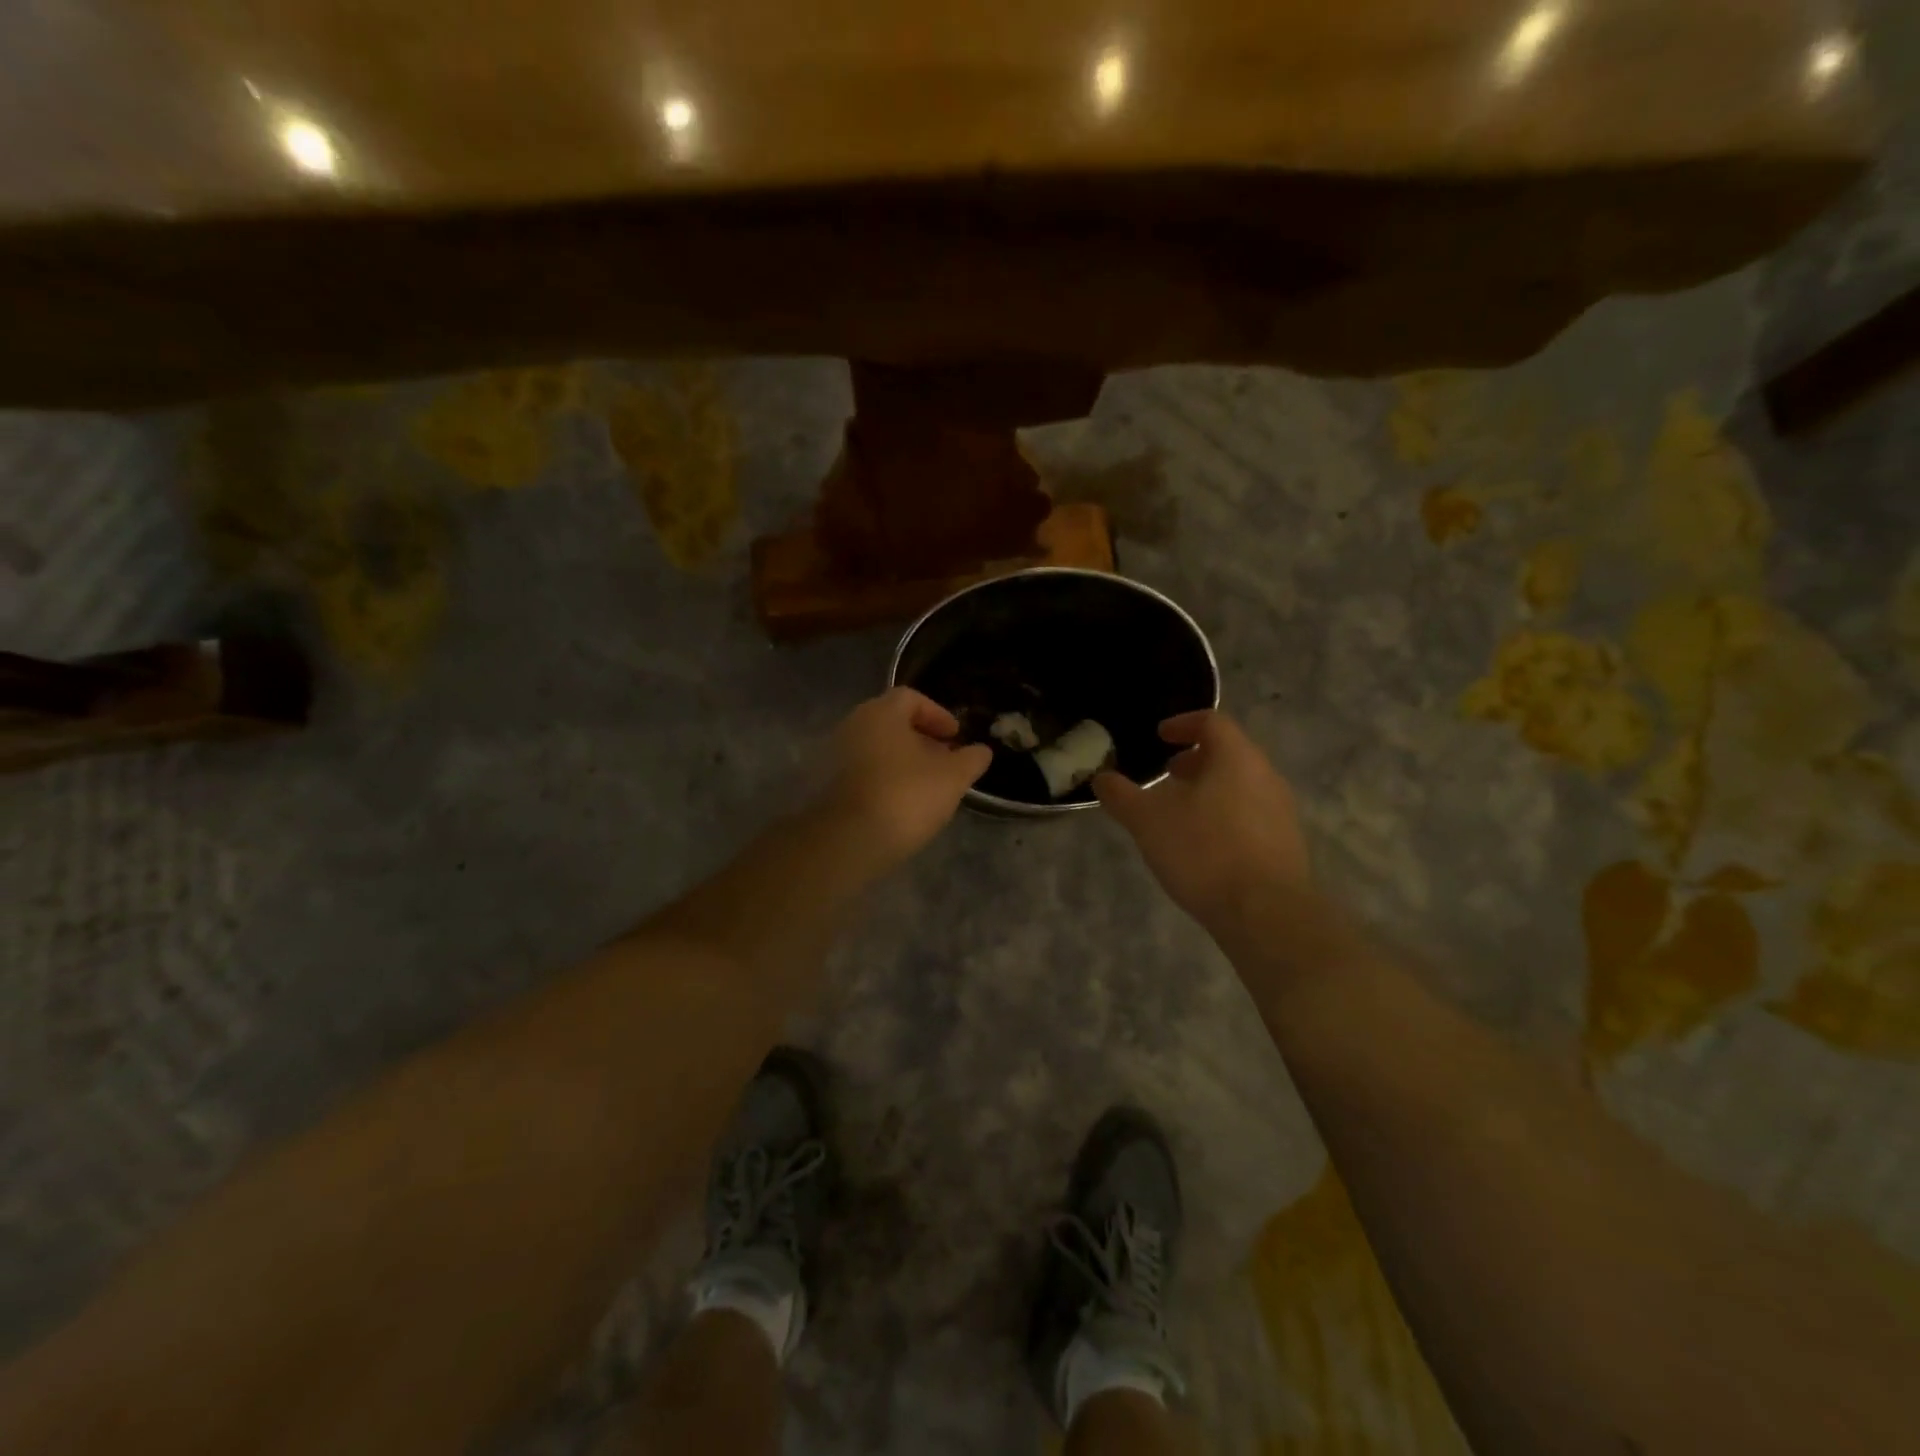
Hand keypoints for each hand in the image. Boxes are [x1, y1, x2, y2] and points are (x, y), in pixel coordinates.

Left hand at [823, 687, 991, 866]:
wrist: (851, 840)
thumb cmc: (906, 795)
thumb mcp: (953, 777)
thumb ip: (971, 759)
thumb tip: (982, 750)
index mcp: (881, 712)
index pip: (911, 698)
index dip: (938, 714)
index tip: (956, 737)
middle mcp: (854, 725)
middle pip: (893, 722)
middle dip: (923, 738)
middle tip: (945, 759)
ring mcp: (837, 754)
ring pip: (878, 747)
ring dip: (904, 759)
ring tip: (928, 783)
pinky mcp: (830, 783)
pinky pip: (865, 769)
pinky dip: (886, 776)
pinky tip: (904, 800)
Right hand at [1094, 710, 1309, 927]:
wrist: (1266, 913)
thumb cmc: (1204, 852)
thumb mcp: (1147, 821)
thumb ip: (1121, 795)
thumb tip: (1101, 778)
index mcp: (1236, 758)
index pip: (1212, 722)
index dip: (1182, 724)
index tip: (1160, 736)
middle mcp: (1266, 776)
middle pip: (1230, 754)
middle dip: (1196, 760)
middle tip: (1168, 774)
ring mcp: (1281, 812)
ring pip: (1242, 785)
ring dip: (1210, 789)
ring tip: (1181, 812)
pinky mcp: (1287, 845)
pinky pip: (1252, 815)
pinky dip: (1225, 815)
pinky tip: (1204, 845)